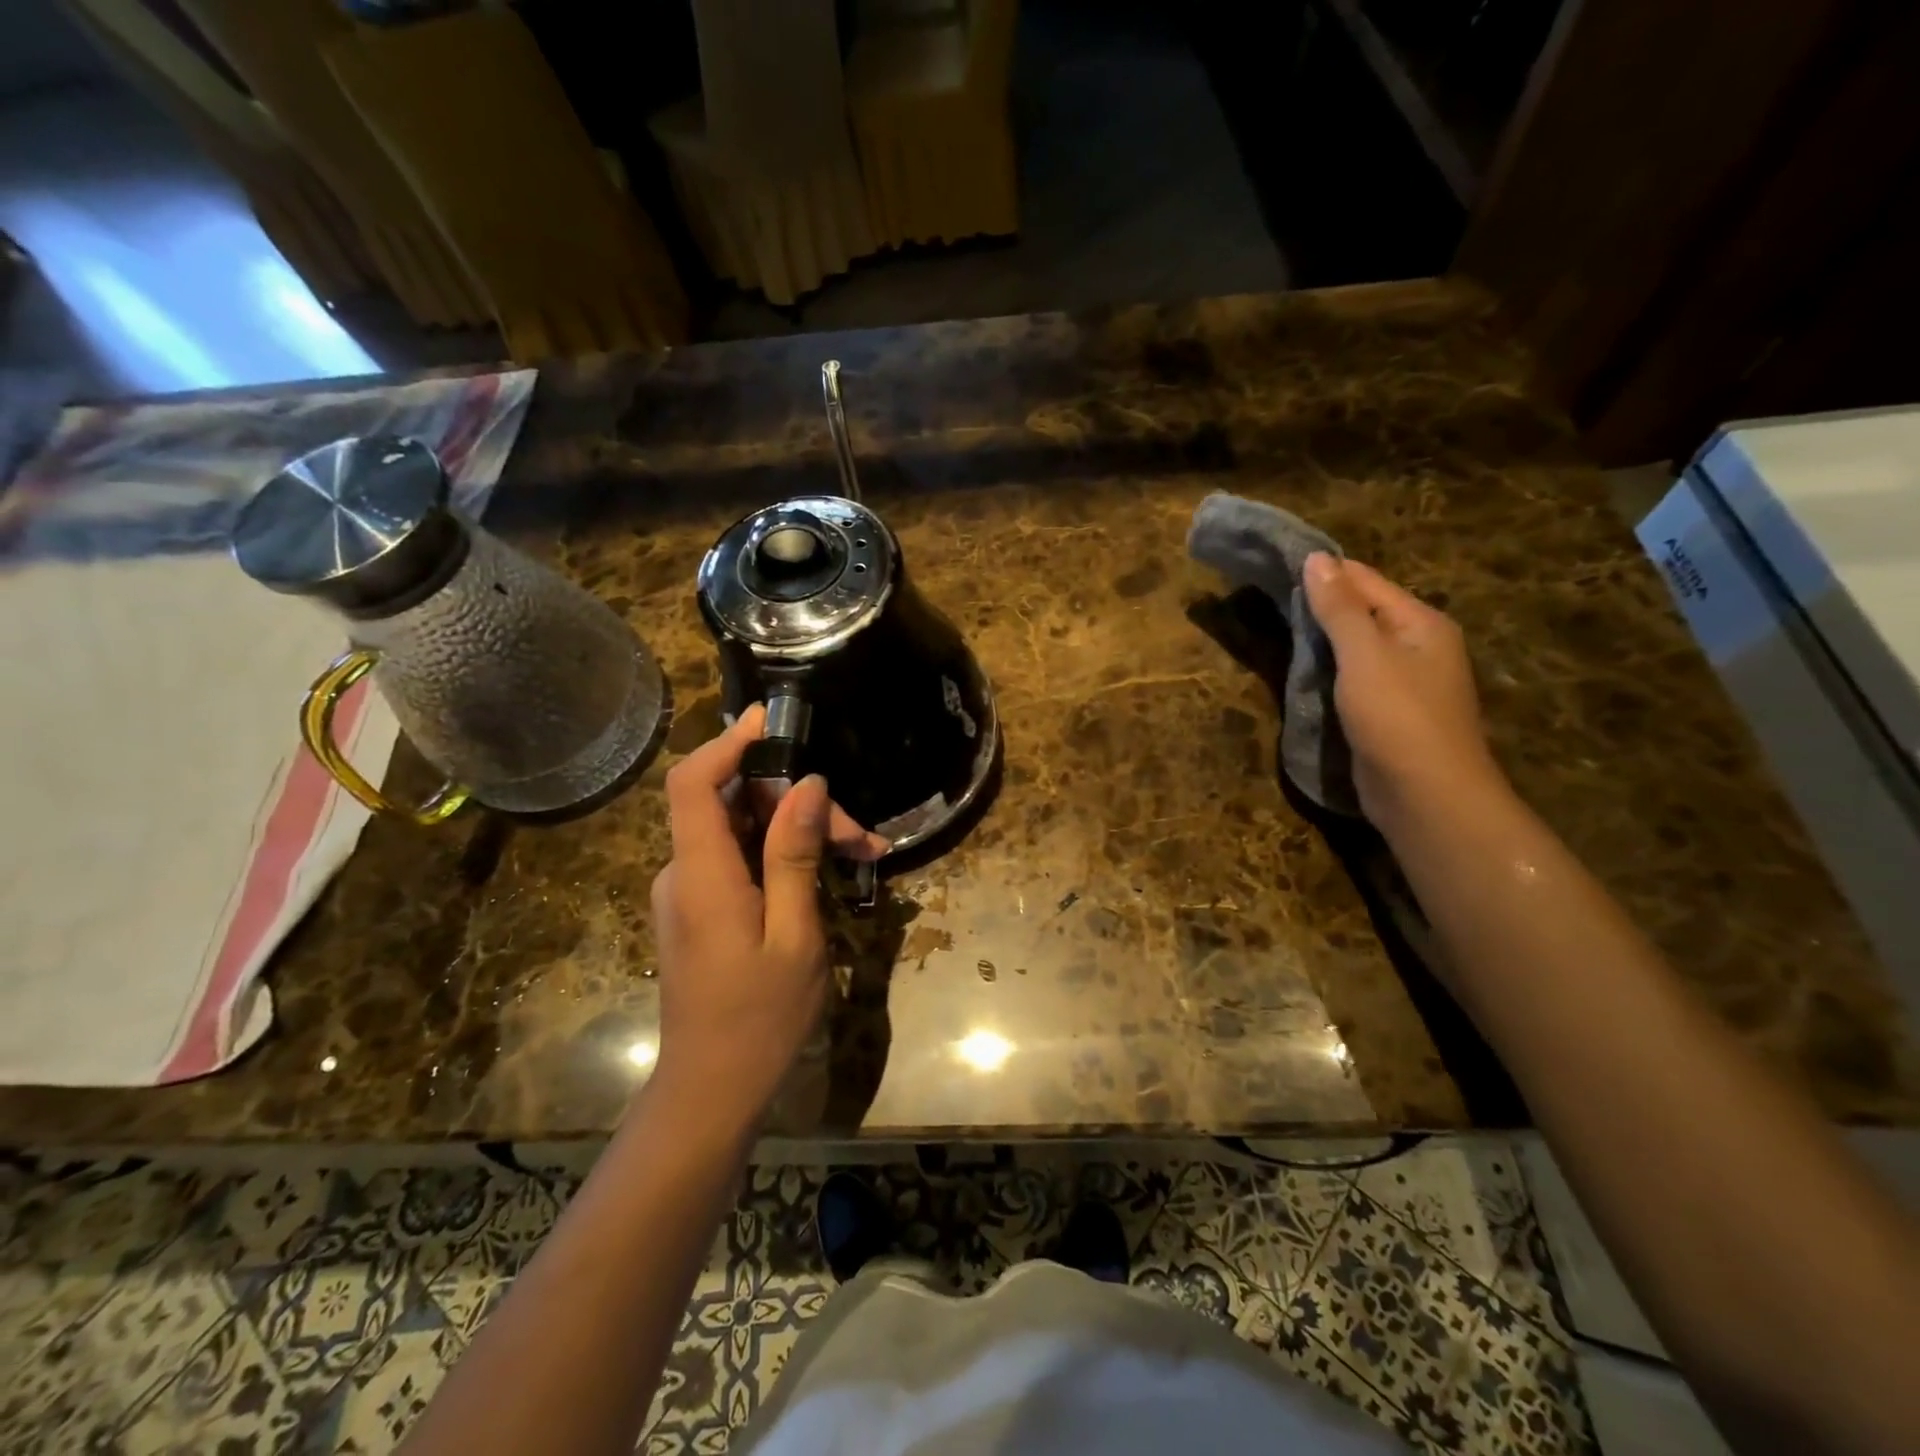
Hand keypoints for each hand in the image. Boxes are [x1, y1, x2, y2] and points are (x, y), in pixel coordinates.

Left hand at [649, 706, 886, 1124]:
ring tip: (859, 852)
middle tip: (861, 833)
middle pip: (732, 806)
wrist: (711, 1090)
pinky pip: (737, 860)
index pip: (693, 783)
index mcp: (702, 875)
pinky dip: (780, 856)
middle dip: (796, 804)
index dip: (726, 743)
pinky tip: (824, 871)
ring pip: (740, 833)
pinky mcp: (700, 910)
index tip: (769, 719)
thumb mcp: (793, 934)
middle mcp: (683, 874)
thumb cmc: (759, 1018)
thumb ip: (793, 855)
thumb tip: (805, 785)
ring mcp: (688, 893)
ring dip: (796, 832)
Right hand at [1302, 553, 1506, 830]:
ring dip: (1321, 642)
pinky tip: (1301, 674)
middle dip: (1320, 608)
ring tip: (1277, 633)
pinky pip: (1354, 679)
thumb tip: (1316, 558)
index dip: (1324, 573)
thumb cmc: (1397, 717)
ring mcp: (1405, 682)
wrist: (1426, 796)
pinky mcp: (1388, 713)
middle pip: (1362, 612)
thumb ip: (1340, 608)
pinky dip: (1328, 672)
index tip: (1276, 570)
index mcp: (1420, 622)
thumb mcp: (1364, 655)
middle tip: (1269, 604)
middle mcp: (1418, 646)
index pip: (1366, 581)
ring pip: (1356, 648)